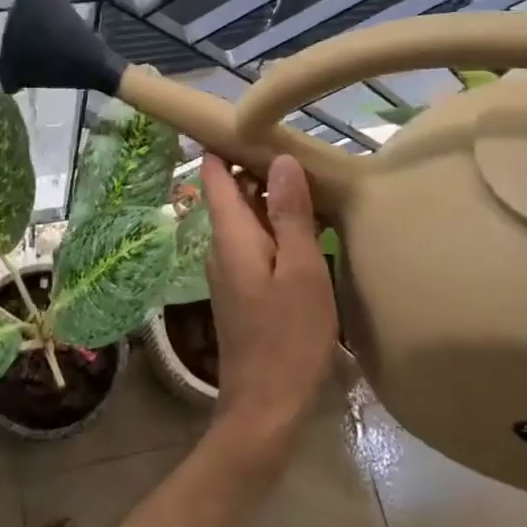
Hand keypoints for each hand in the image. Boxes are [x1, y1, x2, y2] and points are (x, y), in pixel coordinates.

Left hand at [198, 154, 337, 470]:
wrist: (265, 406)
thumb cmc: (287, 336)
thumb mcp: (300, 271)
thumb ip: (290, 214)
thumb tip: (279, 159)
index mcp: (230, 234)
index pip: (215, 174)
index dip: (224, 143)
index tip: (250, 119)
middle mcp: (221, 245)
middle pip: (232, 193)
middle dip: (258, 168)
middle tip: (301, 148)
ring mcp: (229, 269)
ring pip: (245, 218)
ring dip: (271, 199)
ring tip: (311, 181)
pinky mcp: (241, 288)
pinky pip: (254, 242)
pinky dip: (275, 227)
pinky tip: (307, 230)